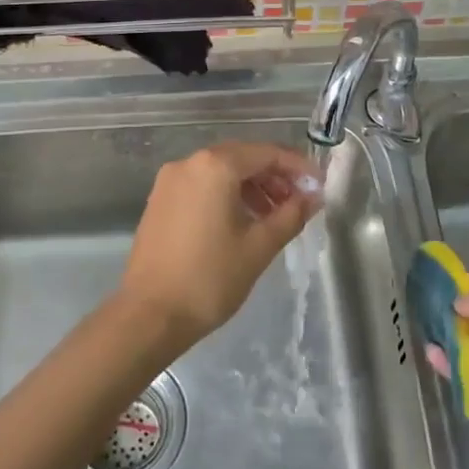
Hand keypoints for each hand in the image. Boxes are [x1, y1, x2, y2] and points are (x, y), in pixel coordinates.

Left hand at [118, 141, 320, 353]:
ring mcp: (170, 180)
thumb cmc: (210, 278)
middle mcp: (190, 163)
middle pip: (243, 157)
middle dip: (275, 176)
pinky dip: (226, 194)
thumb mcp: (259, 246)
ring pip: (221, 171)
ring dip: (251, 186)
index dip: (297, 167)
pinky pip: (202, 185)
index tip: (318, 186)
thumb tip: (313, 197)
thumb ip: (291, 215)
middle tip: (299, 202)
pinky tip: (242, 221)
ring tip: (274, 216)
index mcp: (215, 166)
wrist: (149, 315)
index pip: (267, 153)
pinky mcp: (159, 200)